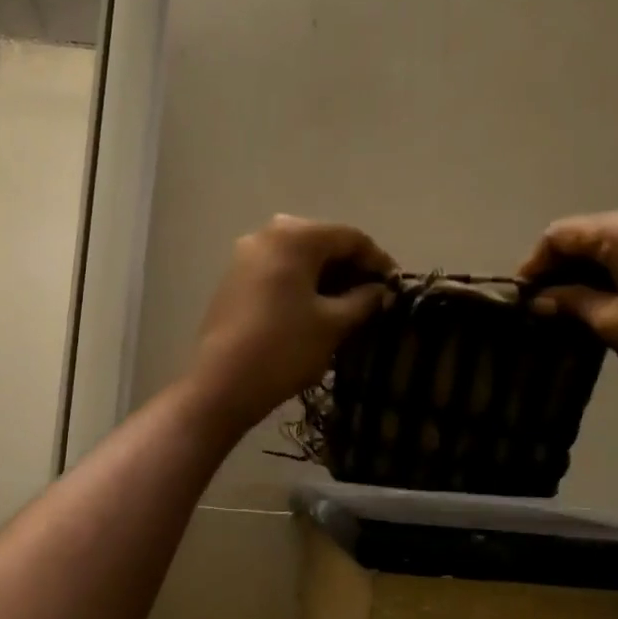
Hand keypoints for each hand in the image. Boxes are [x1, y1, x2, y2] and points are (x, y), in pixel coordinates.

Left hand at [189, 215, 395, 430]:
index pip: (351, 237)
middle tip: (373, 298)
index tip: (396, 287)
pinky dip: (301, 284)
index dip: (378, 261)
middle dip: (351, 268)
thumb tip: (380, 290)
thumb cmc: (285, 348)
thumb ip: (364, 299)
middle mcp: (266, 234)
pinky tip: (315, 310)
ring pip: (298, 258)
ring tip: (348, 307)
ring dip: (326, 277)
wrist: (222, 384)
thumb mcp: (334, 324)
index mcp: (295, 236)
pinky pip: (277, 271)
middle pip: (322, 243)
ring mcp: (244, 256)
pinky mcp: (233, 280)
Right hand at [518, 205, 617, 415]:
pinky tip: (610, 298)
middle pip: (591, 232)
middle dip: (563, 264)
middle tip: (544, 302)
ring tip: (573, 303)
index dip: (536, 262)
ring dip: (591, 268)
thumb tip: (540, 297)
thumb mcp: (614, 323)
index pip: (564, 233)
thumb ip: (572, 301)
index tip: (522, 295)